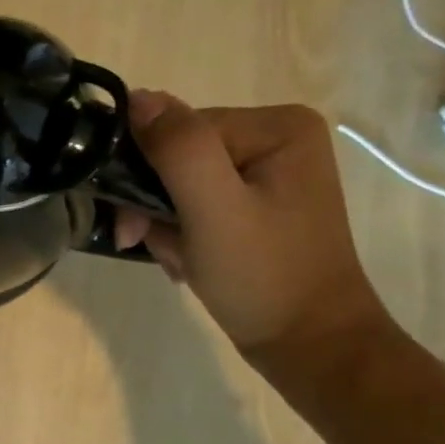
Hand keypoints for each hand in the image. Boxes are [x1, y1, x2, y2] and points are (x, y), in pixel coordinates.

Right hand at [118, 92, 392, 362]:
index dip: (146, 175)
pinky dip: (178, 232)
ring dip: (162, 223)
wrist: (309, 346)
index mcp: (277, 126)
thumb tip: (135, 97)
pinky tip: (188, 260)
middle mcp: (274, 137)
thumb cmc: (264, 276)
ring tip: (177, 259)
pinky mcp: (255, 199)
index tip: (135, 228)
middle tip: (148, 243)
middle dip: (153, 204)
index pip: (178, 130)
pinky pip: (193, 200)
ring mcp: (266, 169)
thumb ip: (178, 148)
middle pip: (175, 155)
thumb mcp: (214, 209)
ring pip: (176, 180)